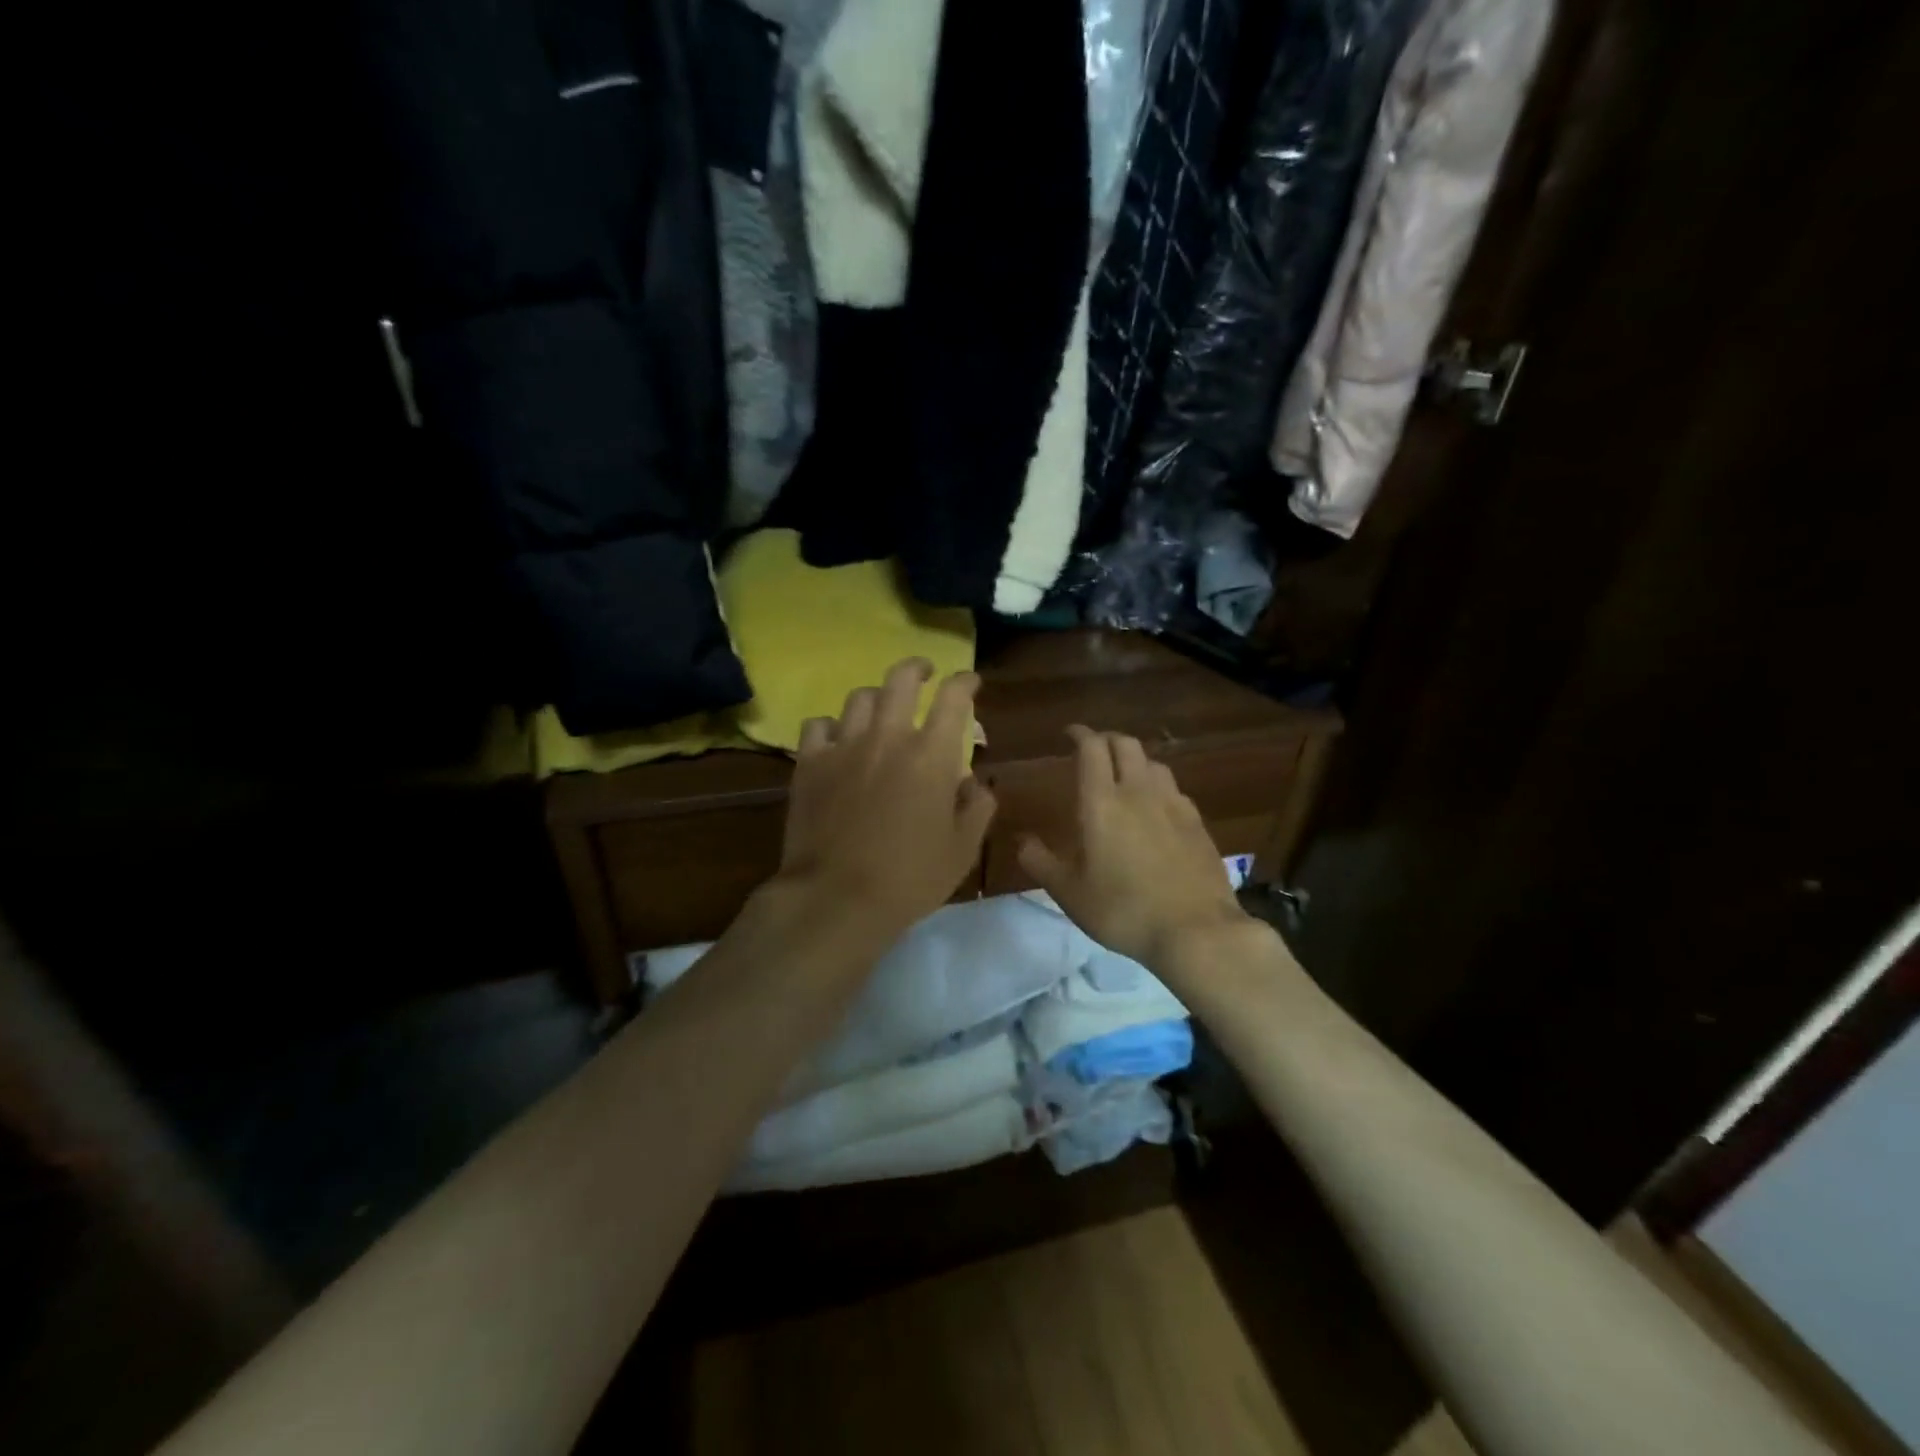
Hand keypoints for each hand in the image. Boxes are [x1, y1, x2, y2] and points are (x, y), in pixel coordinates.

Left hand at [777, 658, 996, 940]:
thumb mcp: (962, 849)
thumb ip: (977, 807)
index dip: (965, 682)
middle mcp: (888, 737)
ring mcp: (844, 746)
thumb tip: (973, 782)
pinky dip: (832, 726)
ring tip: (881, 710)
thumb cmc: (910, 877)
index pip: (953, 697)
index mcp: (931, 754)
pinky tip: (838, 739)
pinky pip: (819, 725)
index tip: (970, 683)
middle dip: (918, 668)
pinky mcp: (809, 763)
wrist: (837, 898)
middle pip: (901, 678)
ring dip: (877, 697)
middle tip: (924, 673)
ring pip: (860, 697)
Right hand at [1017, 726, 1250, 970]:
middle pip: (1126, 745)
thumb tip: (1022, 840)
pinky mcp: (1197, 823)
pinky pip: (1174, 789)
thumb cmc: (1123, 909)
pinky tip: (1157, 807)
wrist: (1196, 930)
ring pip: (1153, 763)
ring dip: (1135, 760)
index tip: (1069, 733)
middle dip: (1107, 739)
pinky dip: (1158, 786)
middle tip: (1094, 750)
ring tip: (1125, 776)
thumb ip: (1040, 862)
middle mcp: (1139, 792)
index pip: (1092, 748)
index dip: (1080, 734)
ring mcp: (1173, 805)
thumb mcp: (1069, 893)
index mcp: (1102, 802)